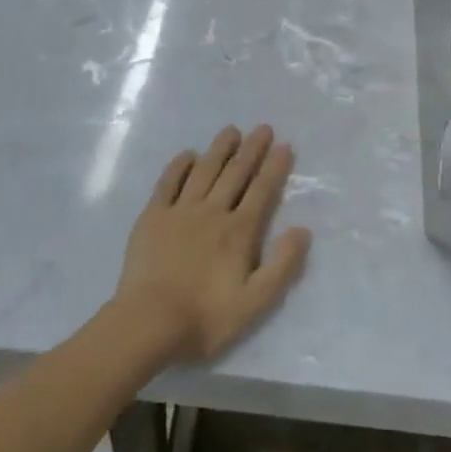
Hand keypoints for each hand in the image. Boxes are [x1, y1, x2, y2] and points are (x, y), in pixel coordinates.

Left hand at [113, 125, 311, 363]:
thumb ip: (282, 265)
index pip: (262, 191)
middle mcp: (213, 212)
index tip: (284, 145)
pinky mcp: (153, 217)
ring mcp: (180, 211)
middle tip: (262, 128)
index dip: (274, 167)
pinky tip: (188, 154)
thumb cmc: (205, 317)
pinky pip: (168, 182)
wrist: (148, 323)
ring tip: (231, 130)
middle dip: (252, 149)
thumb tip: (302, 229)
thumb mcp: (255, 301)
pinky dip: (179, 166)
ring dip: (219, 149)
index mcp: (239, 231)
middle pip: (236, 173)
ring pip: (204, 171)